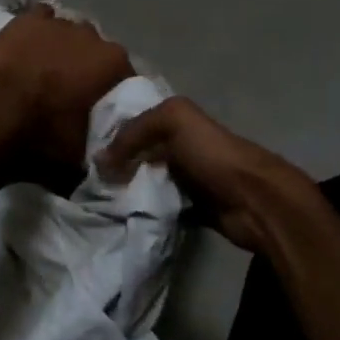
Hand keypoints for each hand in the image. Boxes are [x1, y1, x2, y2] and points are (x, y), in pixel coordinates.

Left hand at [0, 5, 134, 173]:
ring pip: (68, 34)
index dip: (111, 95)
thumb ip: (97, 154)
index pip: (124, 78)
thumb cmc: (40, 137)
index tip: (99, 112)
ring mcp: (56, 23)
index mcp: (113, 64)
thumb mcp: (77, 160)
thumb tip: (106, 164)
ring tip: (44, 73)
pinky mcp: (24, 19)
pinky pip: (40, 20)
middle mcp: (92, 35)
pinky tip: (28, 48)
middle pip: (95, 53)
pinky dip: (38, 33)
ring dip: (61, 50)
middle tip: (69, 95)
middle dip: (86, 69)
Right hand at [99, 96, 318, 254]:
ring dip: (131, 191)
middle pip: (143, 154)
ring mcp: (190, 180)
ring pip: (150, 182)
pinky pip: (163, 208)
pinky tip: (126, 217)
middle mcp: (184, 148)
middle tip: (90, 180)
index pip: (139, 123)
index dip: (114, 134)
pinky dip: (148, 212)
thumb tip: (101, 158)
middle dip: (119, 165)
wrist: (253, 200)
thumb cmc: (214, 154)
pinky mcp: (195, 209)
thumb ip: (135, 131)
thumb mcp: (174, 122)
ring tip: (101, 200)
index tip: (86, 151)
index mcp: (181, 122)